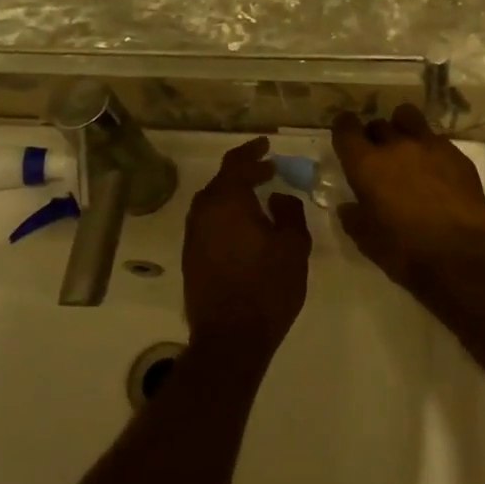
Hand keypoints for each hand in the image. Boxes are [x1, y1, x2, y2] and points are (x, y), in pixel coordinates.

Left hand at [182, 138, 309, 357]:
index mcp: (226, 202)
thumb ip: (289, 212)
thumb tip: (278, 198)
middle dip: (245, 174)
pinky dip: (227, 216)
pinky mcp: (191, 258)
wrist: (230, 339)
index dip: (252, 150)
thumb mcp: (293, 246)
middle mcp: (203, 213)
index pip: (236, 163)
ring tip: (260, 199)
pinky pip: (210, 224)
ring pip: (214, 204)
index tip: (267, 144)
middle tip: (269, 172)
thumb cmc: (267, 288)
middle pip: (222, 182)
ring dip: (235, 196)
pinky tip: (246, 229)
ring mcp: (193, 237)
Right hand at [332, 105, 484, 287]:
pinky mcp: (458, 155)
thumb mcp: (366, 239)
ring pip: (409, 119)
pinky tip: (437, 171)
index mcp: (367, 164)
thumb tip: (350, 206)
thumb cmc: (404, 251)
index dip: (343, 129)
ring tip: (407, 149)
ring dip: (402, 129)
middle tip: (378, 157)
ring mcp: (430, 146)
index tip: (345, 136)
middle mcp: (396, 146)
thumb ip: (354, 216)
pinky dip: (430, 149)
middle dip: (374, 136)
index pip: (346, 129)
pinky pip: (437, 140)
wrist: (460, 257)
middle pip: (378, 124)